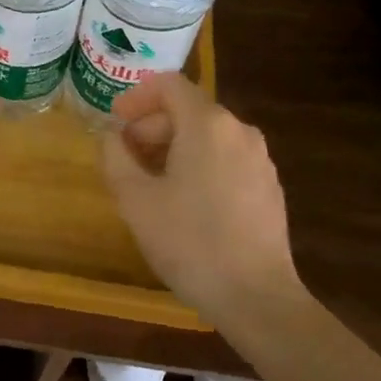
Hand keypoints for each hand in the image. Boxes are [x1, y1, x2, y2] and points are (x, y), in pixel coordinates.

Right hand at [100, 73, 302, 320]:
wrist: (254, 296)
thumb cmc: (188, 241)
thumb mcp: (134, 198)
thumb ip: (115, 156)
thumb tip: (113, 136)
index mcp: (207, 125)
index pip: (169, 85)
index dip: (136, 97)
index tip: (115, 122)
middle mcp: (239, 131)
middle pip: (188, 110)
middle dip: (151, 126)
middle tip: (124, 157)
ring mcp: (260, 159)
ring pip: (208, 136)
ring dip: (173, 147)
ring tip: (149, 182)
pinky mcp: (268, 187)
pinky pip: (225, 159)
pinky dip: (198, 164)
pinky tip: (184, 202)